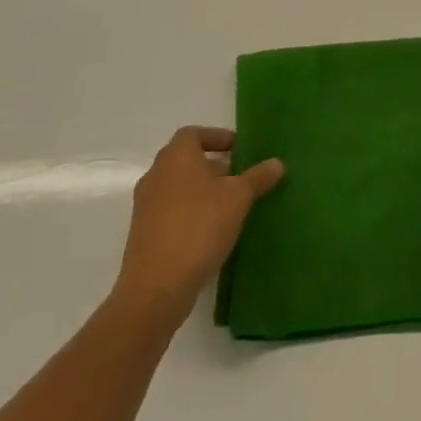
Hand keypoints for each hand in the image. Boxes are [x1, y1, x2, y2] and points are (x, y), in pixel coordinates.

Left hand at [115, 126, 282, 326]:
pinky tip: (210, 232)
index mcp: (176, 156)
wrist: (156, 287)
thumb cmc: (199, 227)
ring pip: (177, 187)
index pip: (194, 133)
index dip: (217, 138)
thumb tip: (277, 163)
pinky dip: (189, 213)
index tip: (239, 150)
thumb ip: (258, 178)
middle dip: (212, 165)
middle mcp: (156, 174)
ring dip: (201, 191)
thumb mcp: (238, 198)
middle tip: (239, 177)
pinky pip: (170, 212)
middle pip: (185, 160)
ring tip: (229, 206)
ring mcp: (145, 206)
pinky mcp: (143, 234)